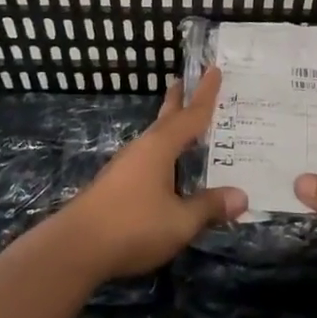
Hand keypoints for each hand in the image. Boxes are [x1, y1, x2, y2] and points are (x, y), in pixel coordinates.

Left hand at [52, 68, 248, 279]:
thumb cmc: (133, 226)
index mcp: (160, 148)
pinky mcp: (116, 185)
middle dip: (179, 100)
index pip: (190, 116)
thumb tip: (241, 196)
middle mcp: (142, 149)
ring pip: (155, 139)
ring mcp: (125, 166)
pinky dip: (164, 152)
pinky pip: (148, 158)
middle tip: (186, 80)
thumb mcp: (180, 221)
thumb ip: (209, 207)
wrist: (75, 248)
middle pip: (166, 119)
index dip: (205, 95)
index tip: (214, 69)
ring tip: (184, 126)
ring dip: (171, 128)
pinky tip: (167, 168)